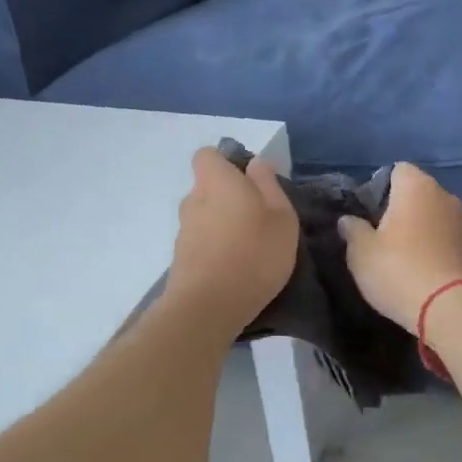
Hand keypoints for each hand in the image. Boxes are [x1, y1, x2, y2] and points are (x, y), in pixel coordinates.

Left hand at [166, 148, 299, 333]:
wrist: (208, 306)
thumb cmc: (254, 254)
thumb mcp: (281, 216)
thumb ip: (269, 185)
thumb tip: (256, 164)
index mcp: (216, 181)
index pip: (207, 155)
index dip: (227, 163)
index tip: (251, 182)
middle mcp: (193, 199)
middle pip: (208, 188)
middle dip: (229, 198)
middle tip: (259, 219)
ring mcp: (183, 231)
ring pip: (206, 217)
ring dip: (224, 226)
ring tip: (250, 248)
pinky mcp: (181, 258)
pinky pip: (202, 242)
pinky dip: (216, 249)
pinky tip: (236, 268)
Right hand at [336, 163, 461, 334]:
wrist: (449, 308)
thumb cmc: (398, 269)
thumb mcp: (361, 252)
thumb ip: (353, 230)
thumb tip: (348, 220)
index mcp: (417, 187)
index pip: (398, 170)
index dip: (381, 186)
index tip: (368, 211)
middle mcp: (445, 197)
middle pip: (419, 193)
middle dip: (402, 208)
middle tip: (381, 234)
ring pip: (435, 217)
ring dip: (421, 229)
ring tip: (402, 255)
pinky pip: (447, 240)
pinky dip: (435, 248)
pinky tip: (422, 270)